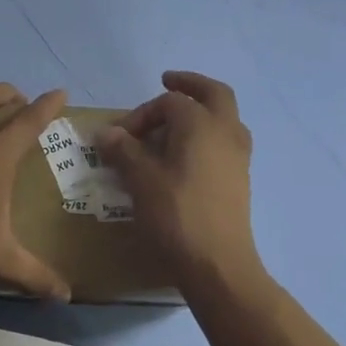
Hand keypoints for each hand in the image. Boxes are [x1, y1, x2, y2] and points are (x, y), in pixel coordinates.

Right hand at [98, 71, 261, 285]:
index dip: (141, 114)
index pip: (169, 102)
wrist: (217, 263)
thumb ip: (123, 151)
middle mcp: (226, 131)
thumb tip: (105, 133)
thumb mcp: (140, 180)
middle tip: (167, 82)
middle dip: (189, 85)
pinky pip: (225, 142)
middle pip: (213, 93)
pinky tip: (187, 155)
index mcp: (202, 123)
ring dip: (202, 111)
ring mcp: (238, 156)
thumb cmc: (176, 214)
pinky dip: (207, 136)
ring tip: (175, 123)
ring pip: (224, 118)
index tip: (120, 137)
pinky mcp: (239, 179)